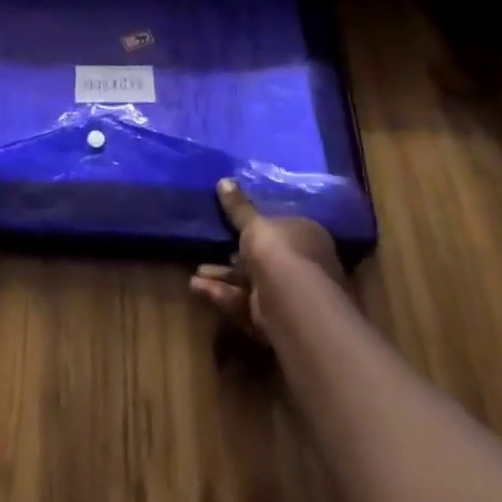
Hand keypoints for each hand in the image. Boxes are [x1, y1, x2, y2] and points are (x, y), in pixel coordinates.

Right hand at [190, 178, 343, 339]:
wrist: (292, 305)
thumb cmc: (279, 252)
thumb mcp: (254, 224)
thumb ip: (238, 206)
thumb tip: (224, 180)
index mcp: (306, 236)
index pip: (282, 227)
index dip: (257, 226)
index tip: (232, 225)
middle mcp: (304, 266)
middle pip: (264, 258)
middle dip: (233, 257)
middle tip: (208, 251)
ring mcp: (291, 296)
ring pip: (251, 283)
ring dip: (223, 277)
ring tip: (195, 274)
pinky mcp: (275, 321)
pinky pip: (246, 303)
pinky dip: (223, 296)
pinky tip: (197, 289)